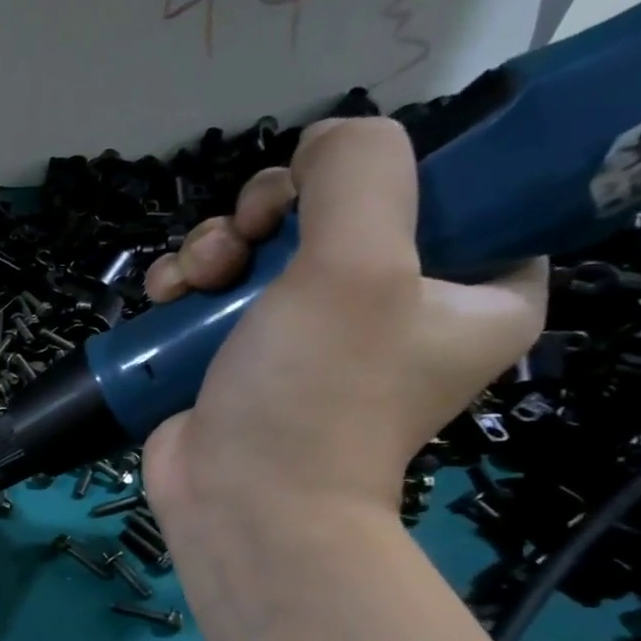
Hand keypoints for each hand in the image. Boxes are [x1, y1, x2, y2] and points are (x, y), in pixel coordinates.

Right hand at [141, 117, 545, 526]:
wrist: (238, 501)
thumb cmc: (315, 393)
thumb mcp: (358, 264)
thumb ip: (359, 172)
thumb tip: (325, 139)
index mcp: (473, 290)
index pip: (448, 191)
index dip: (380, 175)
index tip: (325, 193)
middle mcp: (392, 307)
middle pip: (331, 211)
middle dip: (270, 212)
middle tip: (247, 238)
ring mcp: (307, 333)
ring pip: (258, 246)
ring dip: (215, 245)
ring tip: (194, 279)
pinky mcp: (240, 354)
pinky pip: (216, 289)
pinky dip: (187, 283)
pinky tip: (166, 296)